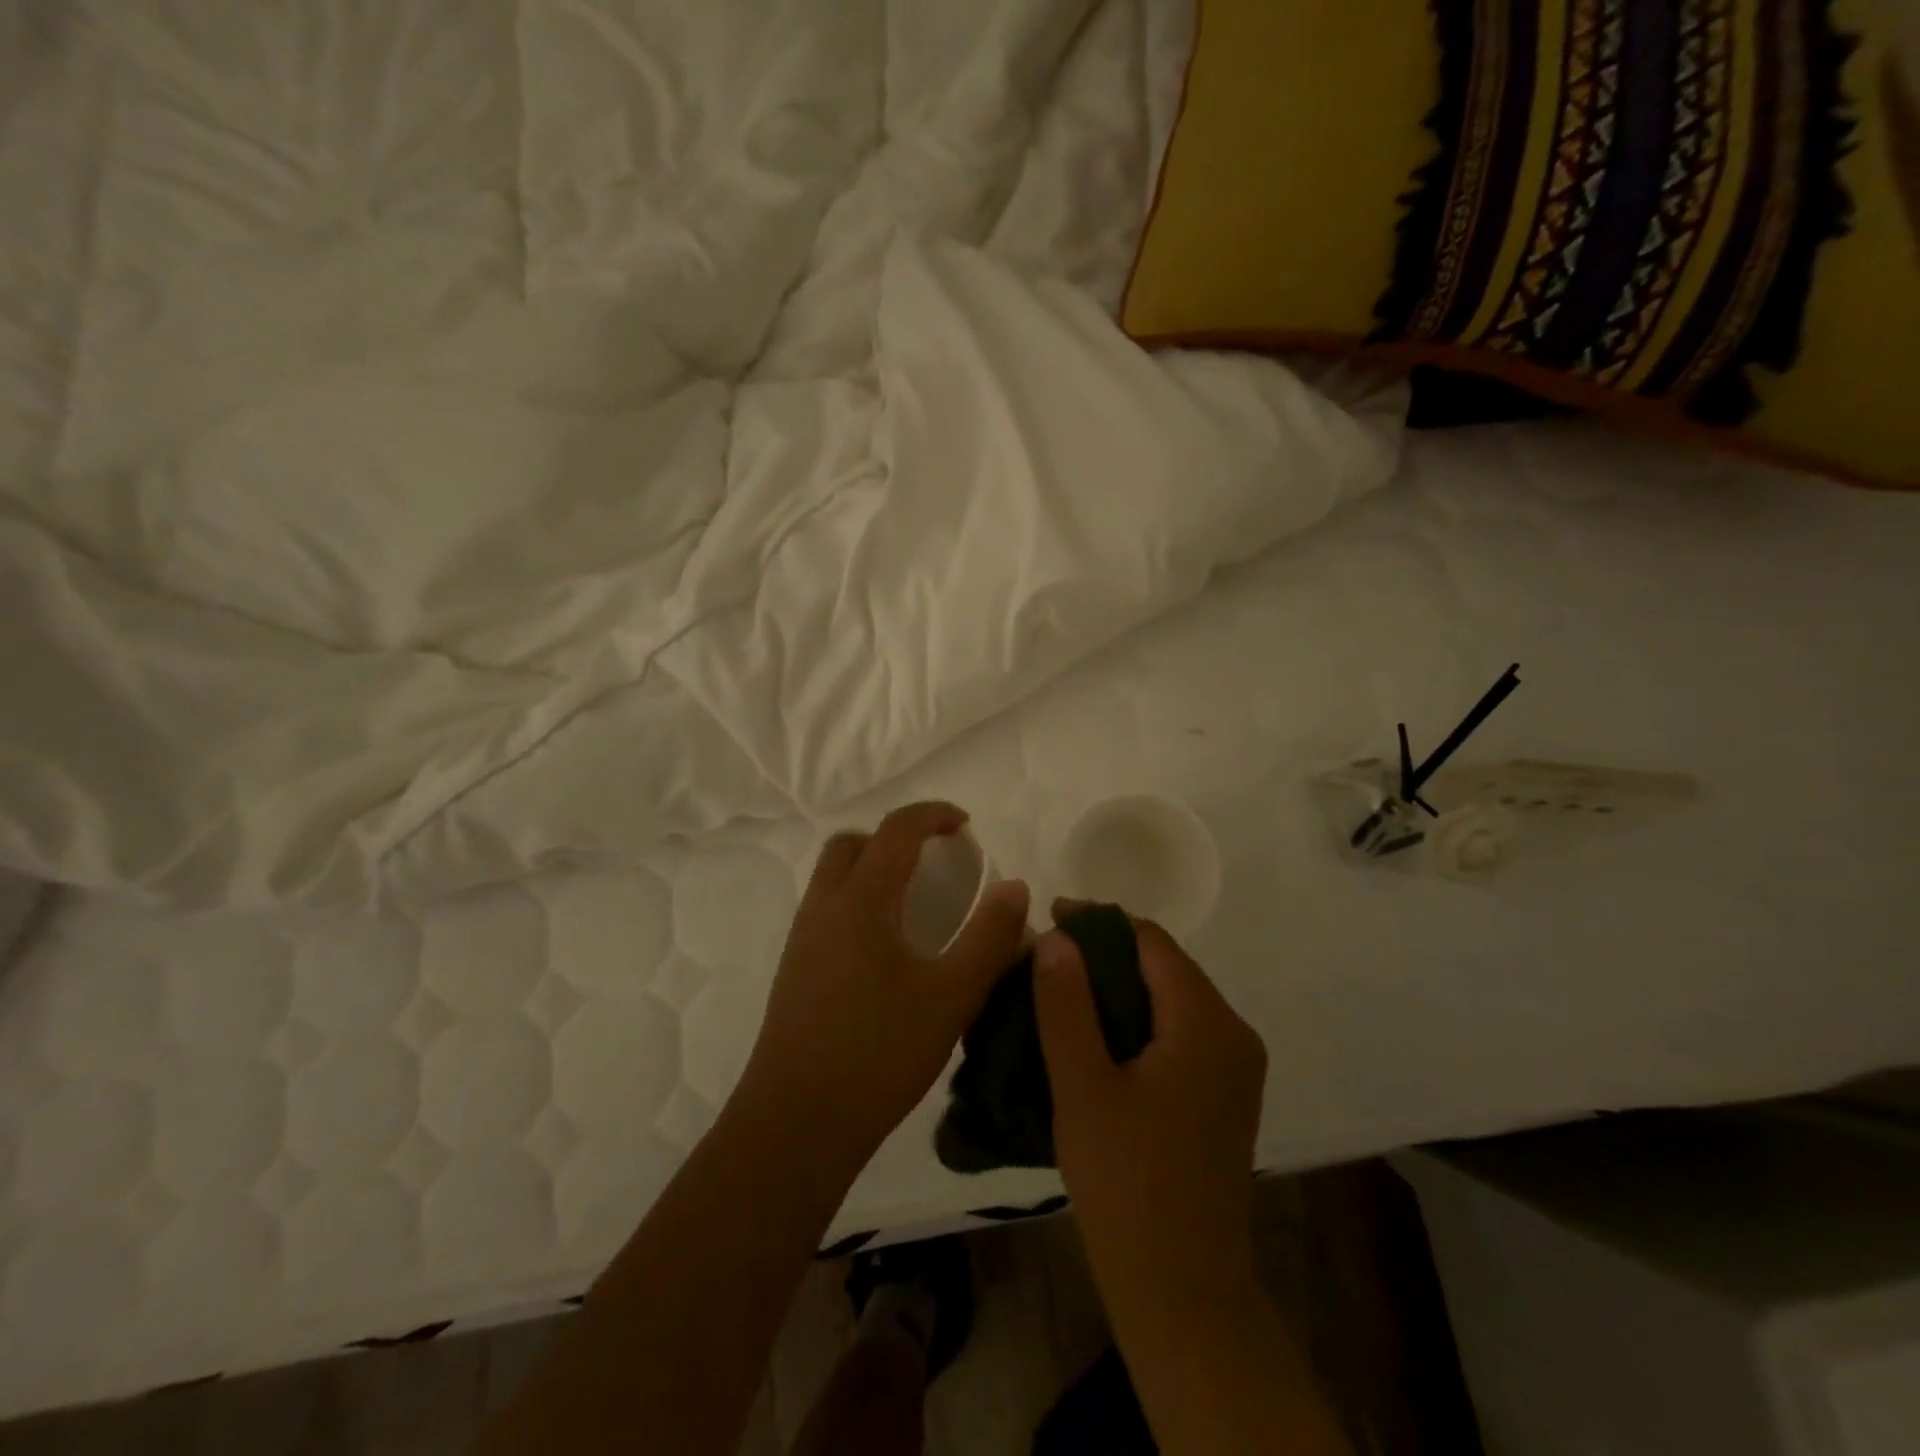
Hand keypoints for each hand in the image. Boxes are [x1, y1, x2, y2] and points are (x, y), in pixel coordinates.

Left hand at [734, 802, 1030, 1177]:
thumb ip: (989, 936)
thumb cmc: (880, 1052)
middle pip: (853, 843)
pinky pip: (827, 908)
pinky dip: (858, 900)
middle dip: (895, 837)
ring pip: (834, 876)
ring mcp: (802, 938)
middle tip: (935, 861)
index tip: (964, 824)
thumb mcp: (952, 995)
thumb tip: (1014, 886)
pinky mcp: (794, 968)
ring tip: (915, 902)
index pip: (896, 830)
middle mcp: (824, 906)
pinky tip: (887, 948)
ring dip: (873, 868)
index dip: (932, 815)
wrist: (797, 1121)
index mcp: (861, 900)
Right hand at [1033, 903, 1266, 1316]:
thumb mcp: (1081, 1086)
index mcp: (1207, 1023)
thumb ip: (1065, 1004)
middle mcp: (1233, 1034)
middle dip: (1105, 953)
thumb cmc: (1126, 1184)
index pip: (1152, 941)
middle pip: (1165, 966)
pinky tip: (1095, 1034)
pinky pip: (1178, 1031)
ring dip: (1118, 987)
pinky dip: (1136, 1019)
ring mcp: (1234, 1067)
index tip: (1050, 917)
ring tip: (1061, 990)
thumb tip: (1056, 936)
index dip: (1098, 921)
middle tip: (1047, 958)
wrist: (1182, 1291)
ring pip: (1170, 998)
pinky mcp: (1224, 1094)